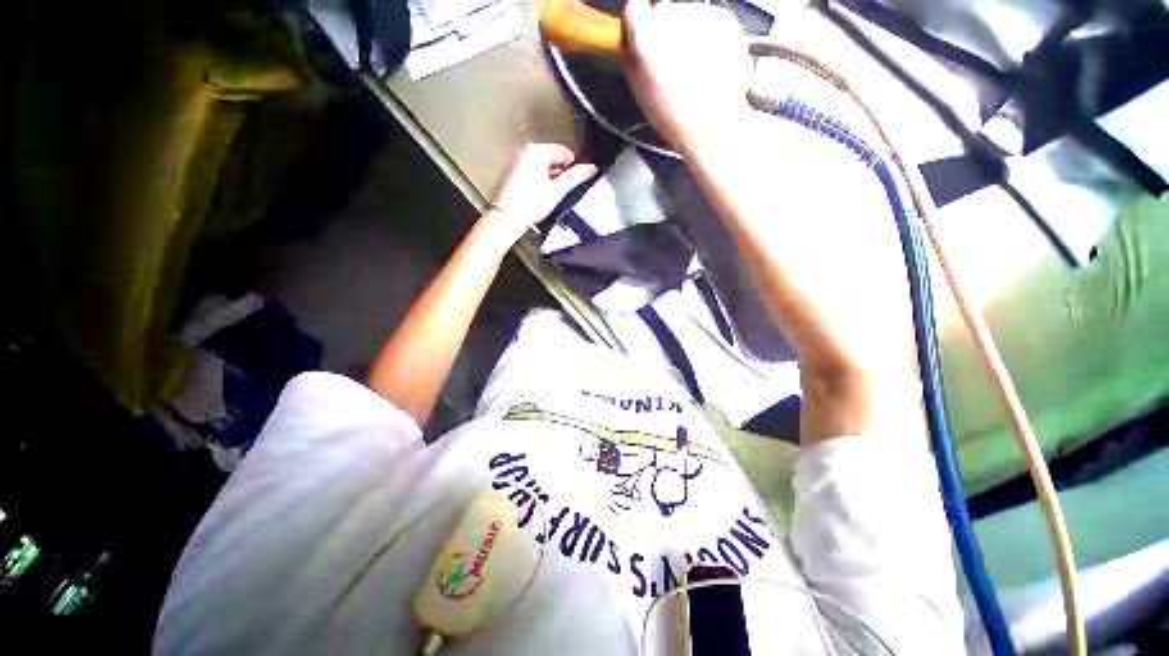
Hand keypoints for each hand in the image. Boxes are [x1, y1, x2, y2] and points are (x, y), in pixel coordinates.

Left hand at [487, 142, 597, 244]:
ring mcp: (515, 160)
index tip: (573, 176)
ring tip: (545, 194)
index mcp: (536, 151)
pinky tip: (534, 194)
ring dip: (546, 176)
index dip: (571, 165)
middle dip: (558, 171)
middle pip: (550, 156)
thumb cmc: (528, 205)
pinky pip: (528, 169)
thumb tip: (590, 169)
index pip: (563, 151)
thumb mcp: (558, 191)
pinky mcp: (509, 171)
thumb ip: (576, 177)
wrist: (506, 217)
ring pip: (539, 164)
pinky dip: (535, 178)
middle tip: (558, 189)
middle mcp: (523, 151)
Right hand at [620, 0, 749, 151]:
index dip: (637, 25)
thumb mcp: (640, 91)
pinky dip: (708, 34)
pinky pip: (710, 19)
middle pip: (662, 9)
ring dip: (686, 31)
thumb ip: (630, 60)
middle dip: (663, 28)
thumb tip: (627, 43)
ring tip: (694, 64)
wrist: (712, 121)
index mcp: (645, 34)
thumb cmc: (670, 114)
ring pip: (687, 14)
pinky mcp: (724, 18)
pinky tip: (711, 61)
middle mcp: (672, 13)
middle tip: (671, 59)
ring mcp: (701, 13)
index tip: (642, 42)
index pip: (634, 7)